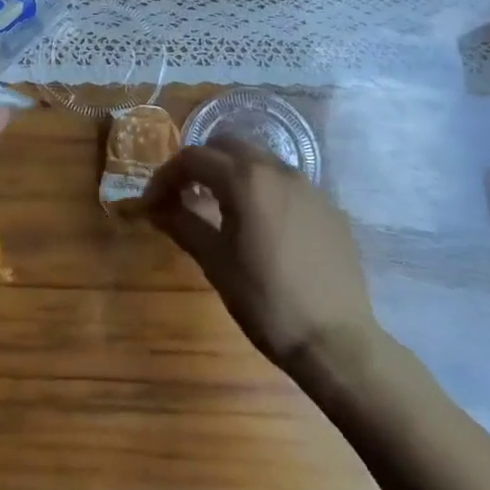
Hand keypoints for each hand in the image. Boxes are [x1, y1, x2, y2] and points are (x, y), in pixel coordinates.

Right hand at [144, 135, 384, 377]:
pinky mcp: (329, 207)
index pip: (193, 158)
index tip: (153, 203)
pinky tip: (262, 227)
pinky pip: (286, 184)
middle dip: (201, 164)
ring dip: (233, 174)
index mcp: (245, 179)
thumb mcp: (215, 263)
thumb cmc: (266, 301)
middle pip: (227, 146)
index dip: (166, 176)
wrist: (337, 342)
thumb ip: (182, 224)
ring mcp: (309, 186)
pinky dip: (264, 191)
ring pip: (259, 160)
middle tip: (185, 196)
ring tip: (222, 210)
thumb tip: (155, 207)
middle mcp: (277, 169)